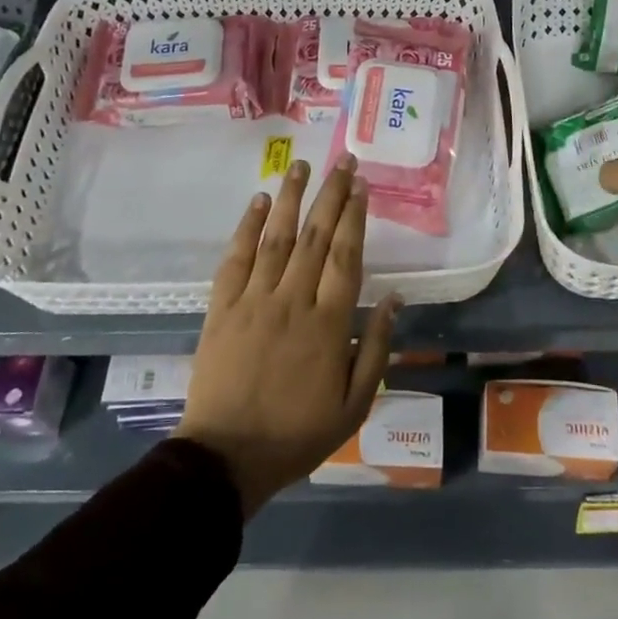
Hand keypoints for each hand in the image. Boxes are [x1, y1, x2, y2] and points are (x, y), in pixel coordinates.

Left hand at [175, 156, 398, 518]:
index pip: (346, 256)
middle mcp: (292, 300)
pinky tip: (259, 201)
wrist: (226, 457)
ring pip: (276, 237)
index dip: (356, 217)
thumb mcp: (354, 404)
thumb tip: (395, 299)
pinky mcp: (222, 307)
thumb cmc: (297, 434)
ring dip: (291, 198)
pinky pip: (236, 258)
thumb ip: (375, 348)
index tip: (362, 186)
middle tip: (342, 161)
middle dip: (331, 194)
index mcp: (328, 323)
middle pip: (316, 236)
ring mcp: (253, 300)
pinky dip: (247, 227)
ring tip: (301, 165)